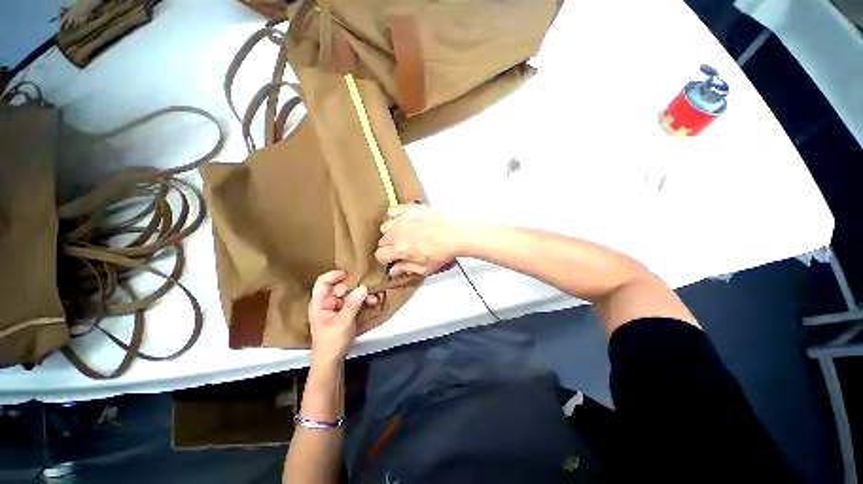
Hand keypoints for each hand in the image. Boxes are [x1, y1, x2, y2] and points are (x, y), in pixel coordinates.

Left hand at [308, 270, 378, 365]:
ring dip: (362, 295)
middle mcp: (327, 303)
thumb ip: (352, 304)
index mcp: (320, 304)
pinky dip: (363, 302)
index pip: (323, 282)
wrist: (331, 362)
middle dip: (355, 287)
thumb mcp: (342, 323)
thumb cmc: (332, 342)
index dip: (334, 275)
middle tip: (368, 288)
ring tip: (373, 299)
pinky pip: (354, 302)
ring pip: (350, 295)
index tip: (349, 274)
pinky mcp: (345, 313)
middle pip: (340, 287)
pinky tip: (373, 303)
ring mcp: (337, 308)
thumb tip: (363, 287)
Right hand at [375, 204, 466, 276]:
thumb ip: (405, 268)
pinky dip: (395, 216)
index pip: (379, 255)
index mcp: (398, 249)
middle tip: (401, 248)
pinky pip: (393, 210)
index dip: (386, 259)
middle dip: (389, 246)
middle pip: (382, 241)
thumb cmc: (442, 252)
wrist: (455, 234)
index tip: (393, 259)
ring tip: (402, 234)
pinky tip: (403, 221)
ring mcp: (402, 219)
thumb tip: (392, 271)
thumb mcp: (424, 268)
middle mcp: (396, 233)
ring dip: (391, 232)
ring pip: (385, 226)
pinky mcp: (409, 209)